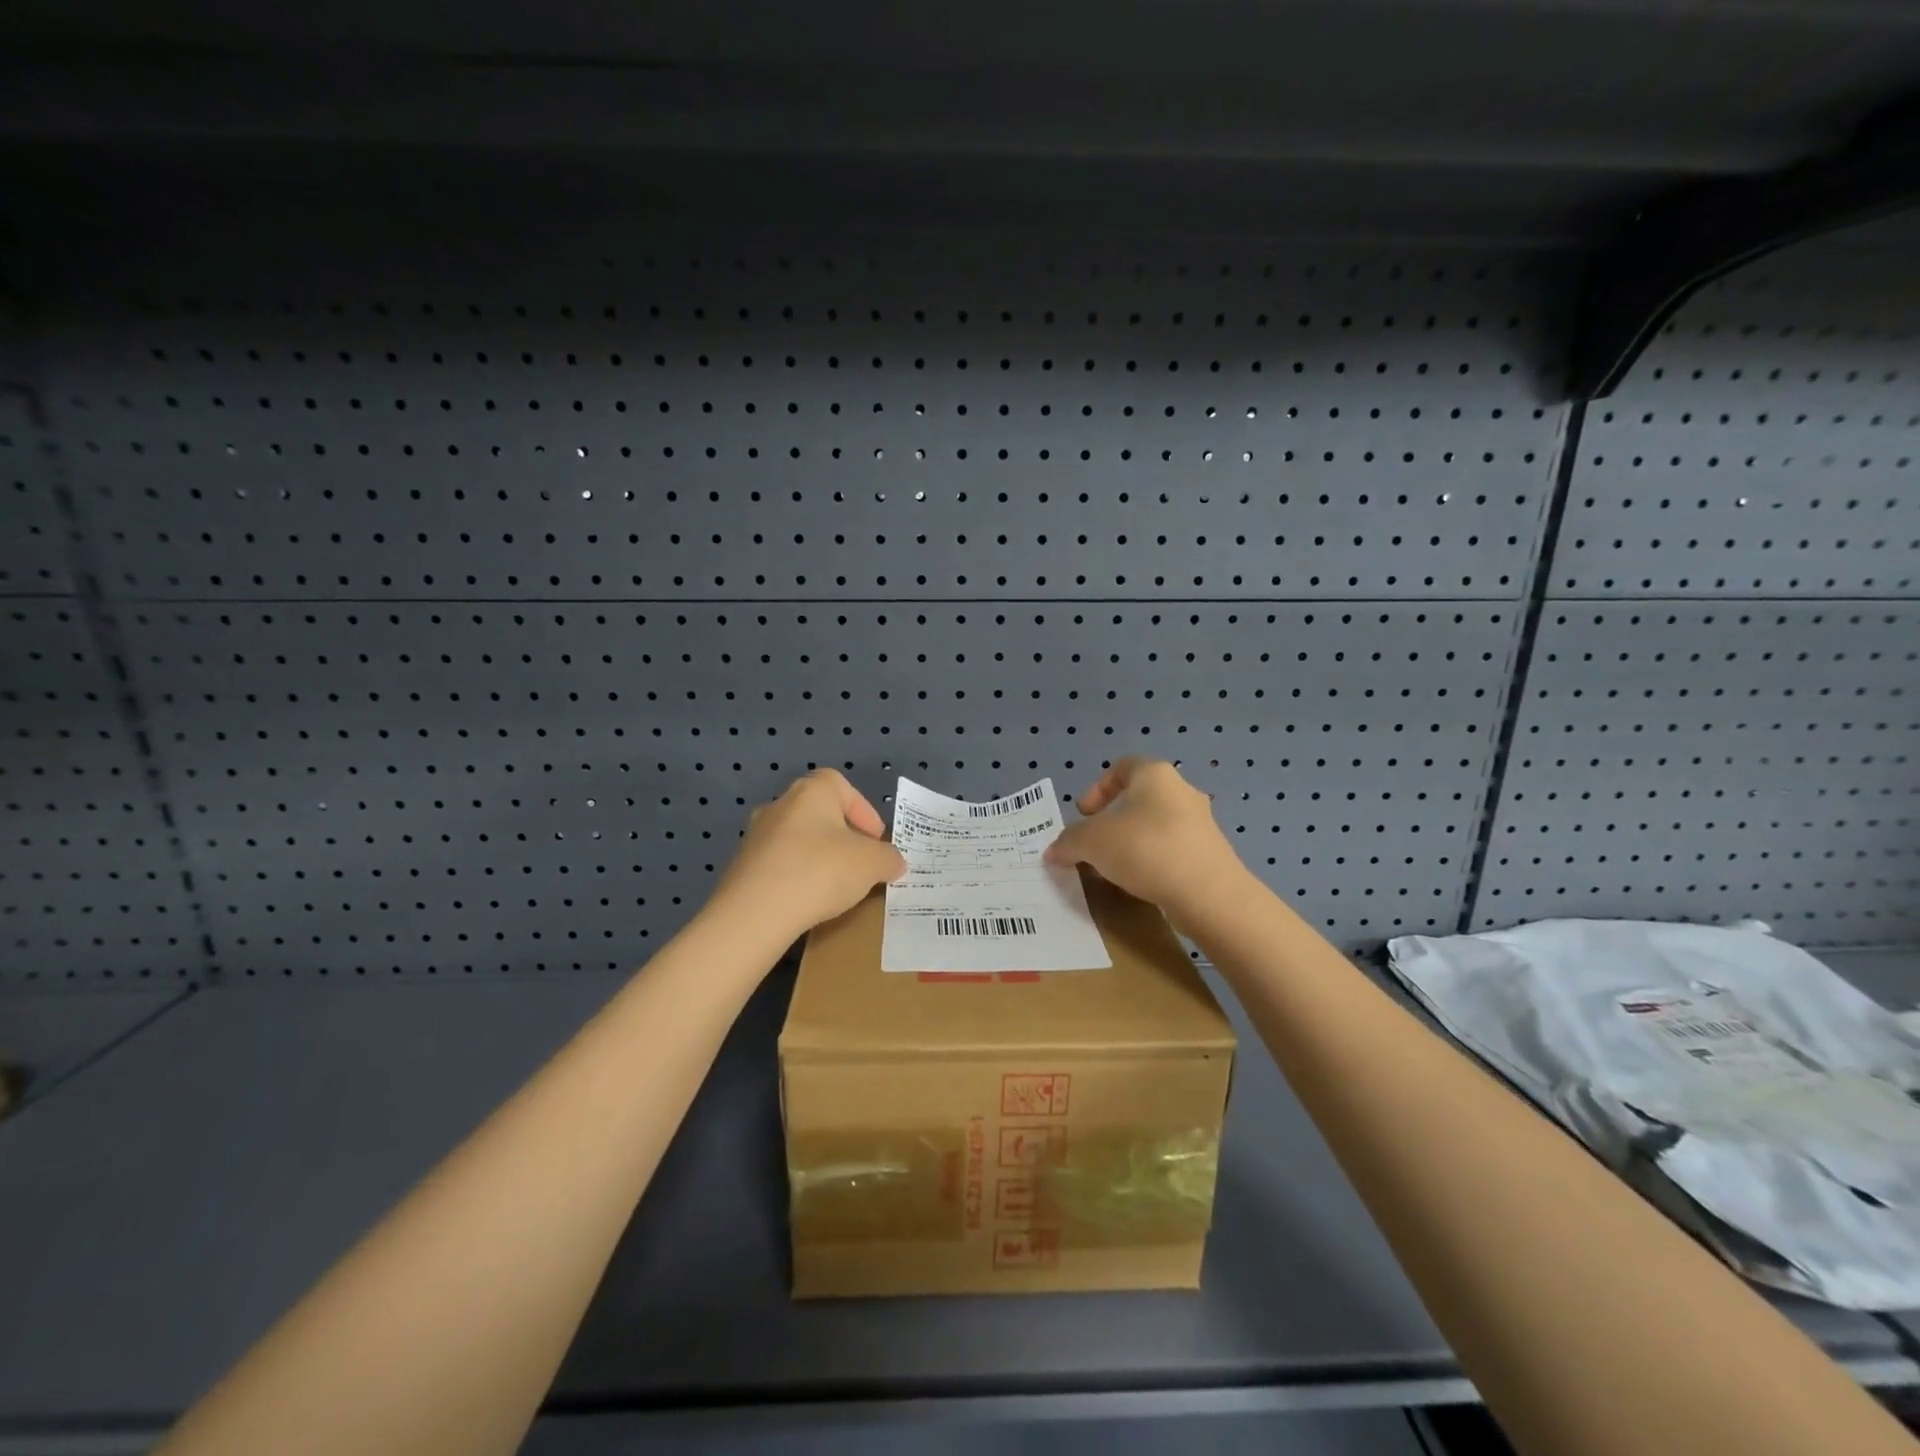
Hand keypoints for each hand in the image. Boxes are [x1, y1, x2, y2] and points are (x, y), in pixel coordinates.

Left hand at [712, 769, 905, 939]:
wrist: (755, 913)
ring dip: (818, 859)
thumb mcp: (872, 864)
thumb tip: (893, 862)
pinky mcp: (741, 868)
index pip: (842, 787)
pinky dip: (797, 879)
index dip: (863, 811)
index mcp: (811, 791)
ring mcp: (755, 836)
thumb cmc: (821, 871)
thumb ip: (889, 859)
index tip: (875, 842)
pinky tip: (807, 902)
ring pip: (798, 841)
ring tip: (836, 889)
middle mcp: (779, 804)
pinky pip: (779, 866)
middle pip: (819, 814)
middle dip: (842, 838)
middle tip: (860, 865)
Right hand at [1044, 758, 1244, 920]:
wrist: (1209, 895)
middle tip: (1093, 845)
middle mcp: (1182, 792)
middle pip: (1138, 799)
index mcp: (1155, 775)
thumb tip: (1054, 851)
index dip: (1096, 789)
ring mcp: (1201, 825)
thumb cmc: (1146, 849)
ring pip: (1155, 827)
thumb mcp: (1092, 842)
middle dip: (1112, 822)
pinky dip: (1152, 863)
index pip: (1121, 767)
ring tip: (1112, 870)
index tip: (1083, 815)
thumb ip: (1069, 842)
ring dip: (1131, 844)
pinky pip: (1172, 852)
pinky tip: (1139, 885)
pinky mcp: (1211, 856)